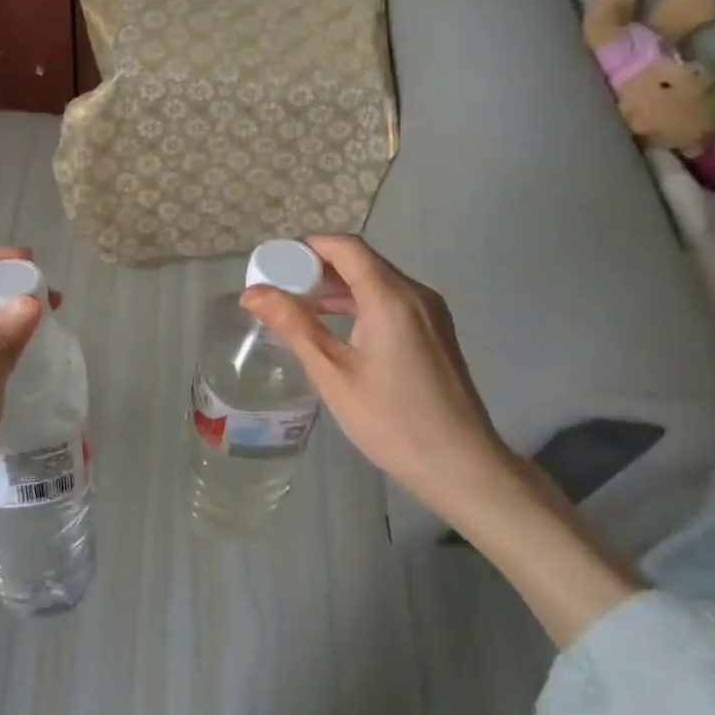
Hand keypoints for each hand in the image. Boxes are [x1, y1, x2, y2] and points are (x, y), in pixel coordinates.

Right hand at [240, 234, 509, 513]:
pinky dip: (358, 302)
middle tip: (278, 288)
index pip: (345, 247)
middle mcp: (415, 293)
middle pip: (360, 261)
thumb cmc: (392, 421)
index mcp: (391, 297)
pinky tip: (334, 326)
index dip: (306, 248)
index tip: (273, 265)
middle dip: (316, 267)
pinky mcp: (434, 331)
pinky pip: (390, 300)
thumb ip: (294, 326)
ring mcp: (430, 312)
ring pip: (375, 280)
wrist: (462, 467)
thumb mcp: (333, 374)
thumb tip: (252, 292)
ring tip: (297, 306)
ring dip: (336, 286)